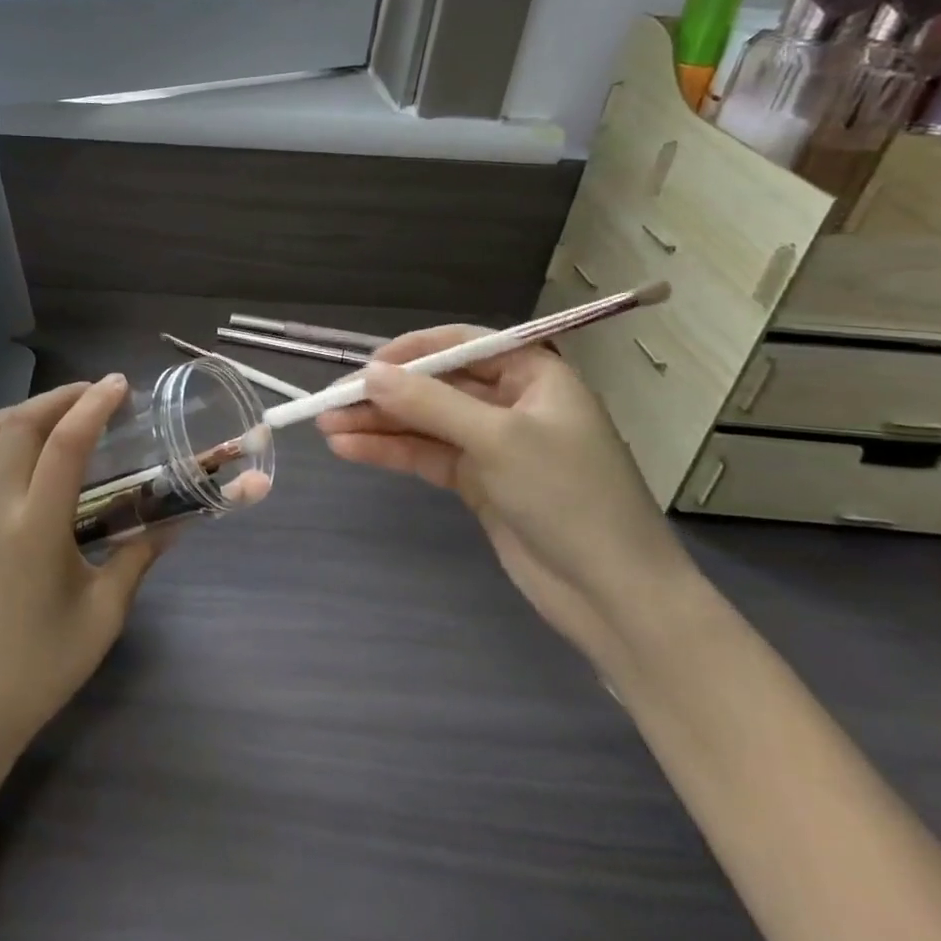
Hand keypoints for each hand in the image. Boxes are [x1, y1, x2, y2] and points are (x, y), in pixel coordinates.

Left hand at [0, 377, 166, 764]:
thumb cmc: (44, 664)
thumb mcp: (104, 613)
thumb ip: (139, 557)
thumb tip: (176, 522)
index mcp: (34, 529)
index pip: (66, 444)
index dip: (94, 405)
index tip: (119, 385)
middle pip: (21, 424)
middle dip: (61, 397)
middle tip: (94, 393)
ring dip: (23, 411)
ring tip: (57, 411)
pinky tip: (9, 440)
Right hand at [318, 329, 698, 665]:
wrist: (614, 595)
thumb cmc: (569, 496)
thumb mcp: (498, 439)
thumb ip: (429, 404)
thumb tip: (368, 375)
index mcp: (533, 374)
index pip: (463, 345)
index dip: (410, 351)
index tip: (365, 367)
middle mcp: (511, 401)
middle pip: (435, 385)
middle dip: (384, 394)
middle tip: (329, 403)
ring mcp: (492, 444)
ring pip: (424, 422)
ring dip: (377, 425)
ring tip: (326, 428)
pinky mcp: (477, 481)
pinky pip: (426, 455)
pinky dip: (390, 452)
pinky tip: (348, 450)